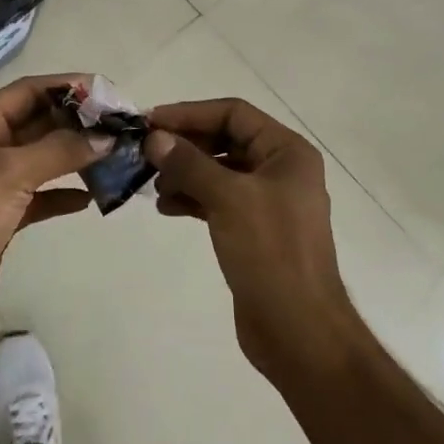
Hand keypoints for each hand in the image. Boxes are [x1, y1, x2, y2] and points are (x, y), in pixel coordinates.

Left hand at [0, 73, 109, 339]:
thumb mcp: (10, 174)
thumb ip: (60, 150)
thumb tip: (106, 137)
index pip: (27, 91)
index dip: (66, 87)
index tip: (106, 93)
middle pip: (38, 122)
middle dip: (77, 123)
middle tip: (118, 126)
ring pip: (43, 158)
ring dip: (75, 156)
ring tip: (113, 156)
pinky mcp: (3, 215)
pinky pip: (41, 194)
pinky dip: (64, 192)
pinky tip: (90, 197)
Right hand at [144, 99, 354, 381]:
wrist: (298, 330)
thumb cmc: (271, 253)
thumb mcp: (228, 198)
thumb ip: (189, 163)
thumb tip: (154, 138)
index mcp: (287, 152)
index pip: (233, 113)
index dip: (190, 113)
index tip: (150, 122)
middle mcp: (280, 170)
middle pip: (224, 140)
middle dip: (185, 145)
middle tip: (145, 154)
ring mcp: (267, 202)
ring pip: (218, 171)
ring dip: (184, 173)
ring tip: (153, 186)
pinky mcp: (253, 230)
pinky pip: (218, 200)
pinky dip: (192, 199)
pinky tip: (166, 207)